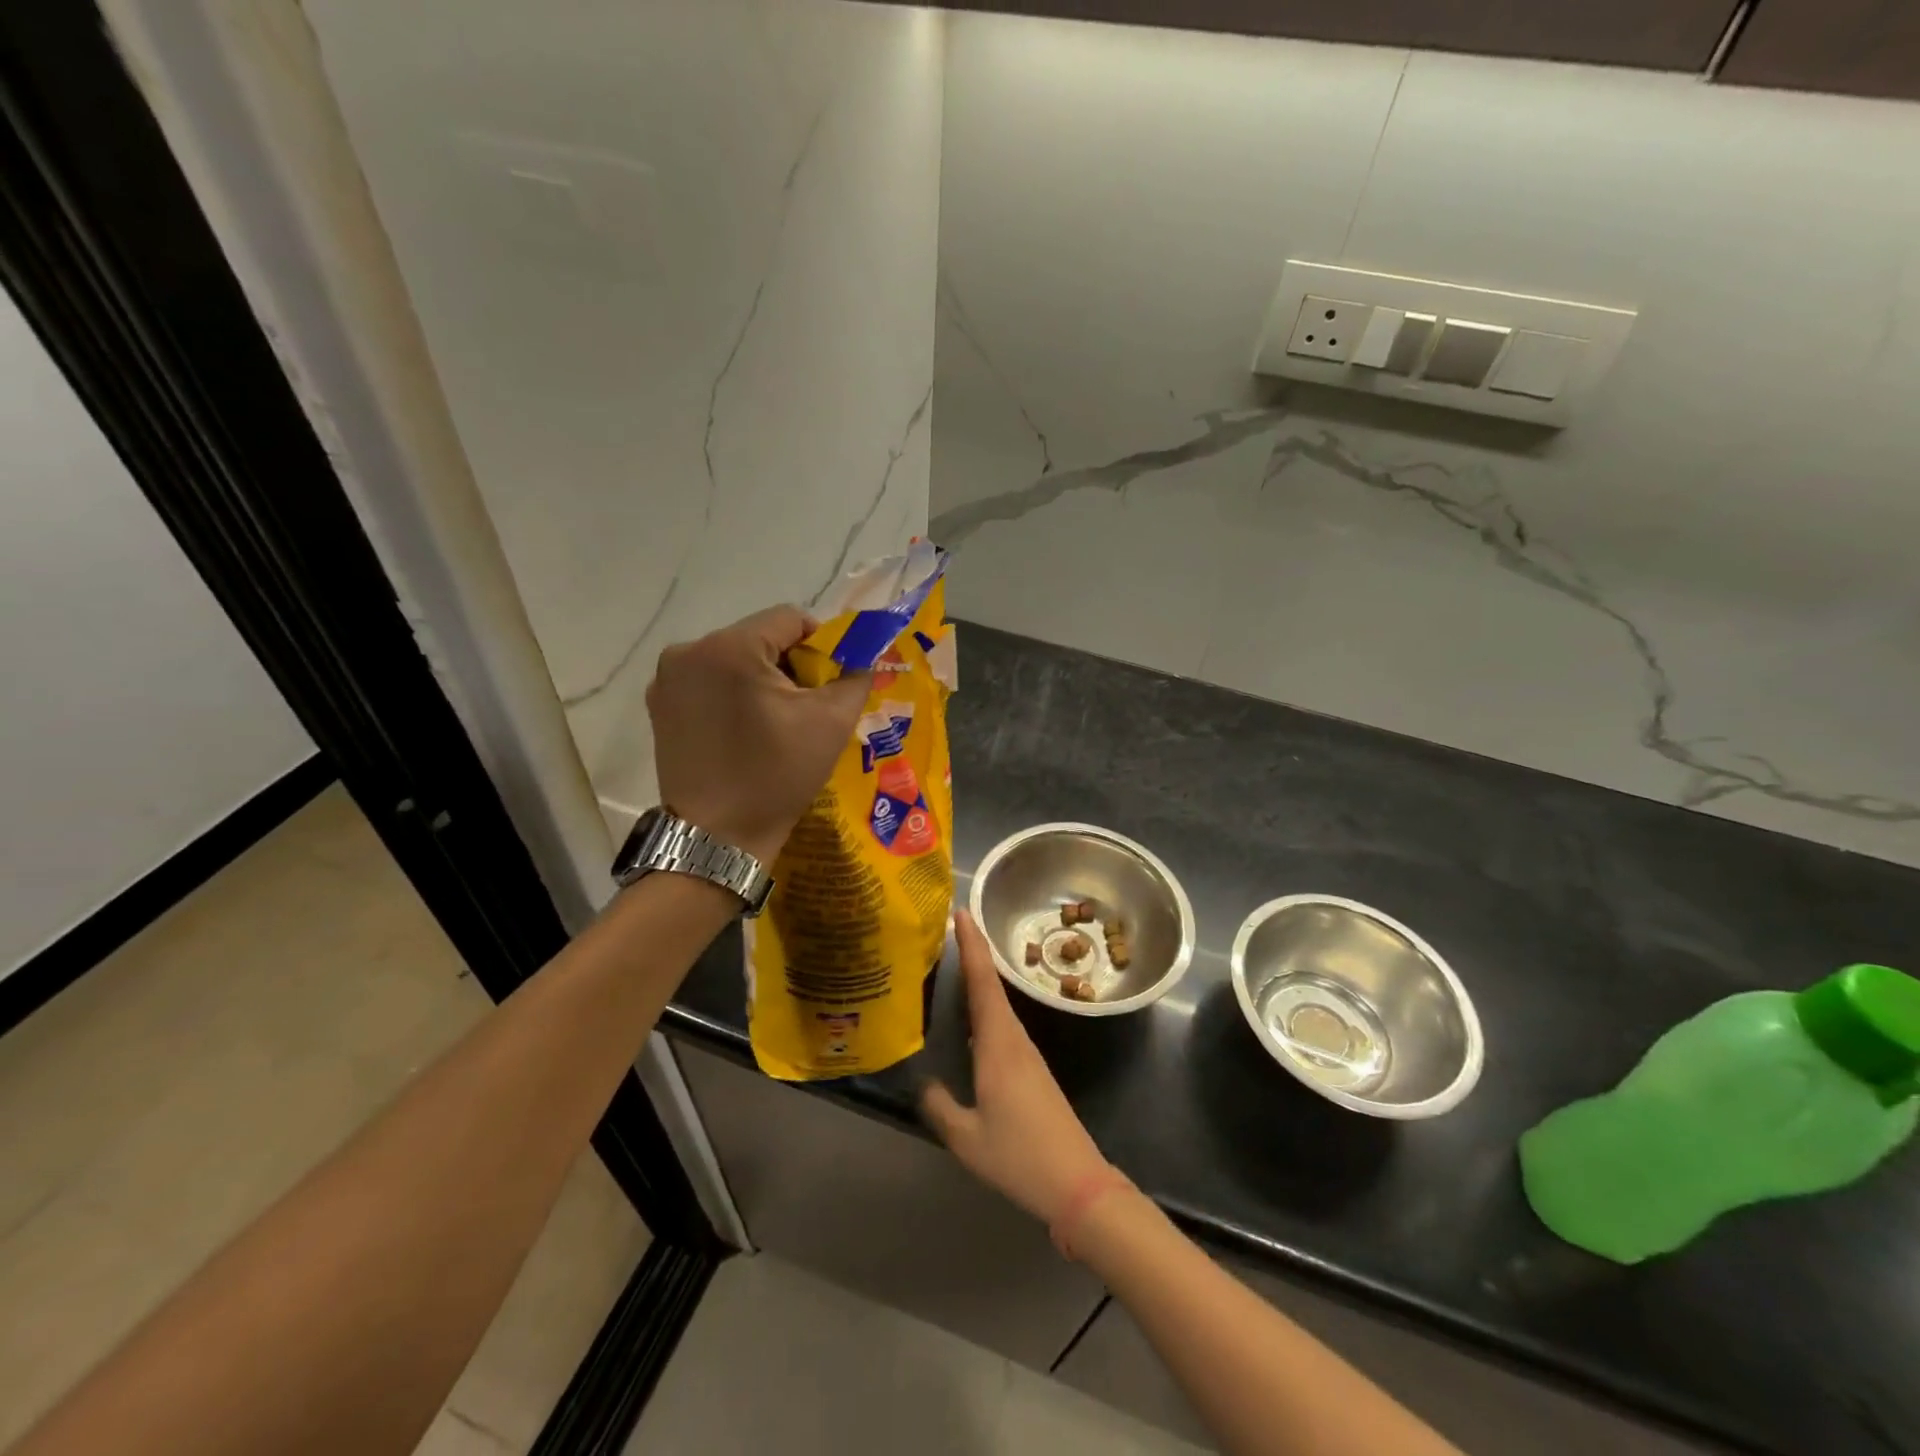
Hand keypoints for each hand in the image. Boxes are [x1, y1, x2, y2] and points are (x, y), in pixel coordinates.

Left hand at [647, 604, 869, 864]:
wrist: (718, 838)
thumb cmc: (777, 776)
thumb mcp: (831, 723)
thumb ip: (855, 677)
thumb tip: (864, 657)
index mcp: (730, 647)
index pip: (790, 619)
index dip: (821, 644)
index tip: (831, 681)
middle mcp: (689, 651)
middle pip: (759, 637)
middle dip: (790, 664)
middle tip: (808, 706)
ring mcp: (667, 679)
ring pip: (733, 659)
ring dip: (760, 679)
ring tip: (776, 722)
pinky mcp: (659, 706)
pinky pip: (709, 682)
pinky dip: (733, 695)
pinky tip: (745, 731)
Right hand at [922, 911, 1114, 1224]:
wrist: (1077, 1182)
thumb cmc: (1019, 1156)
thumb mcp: (966, 1137)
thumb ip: (940, 1106)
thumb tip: (924, 1084)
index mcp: (998, 1044)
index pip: (982, 982)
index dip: (972, 945)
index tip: (962, 912)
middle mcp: (1014, 1038)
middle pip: (992, 984)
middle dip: (973, 952)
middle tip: (950, 927)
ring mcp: (1026, 1053)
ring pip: (999, 1002)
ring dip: (980, 977)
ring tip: (955, 961)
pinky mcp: (1031, 1068)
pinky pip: (1003, 1023)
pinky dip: (986, 1004)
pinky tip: (972, 1015)